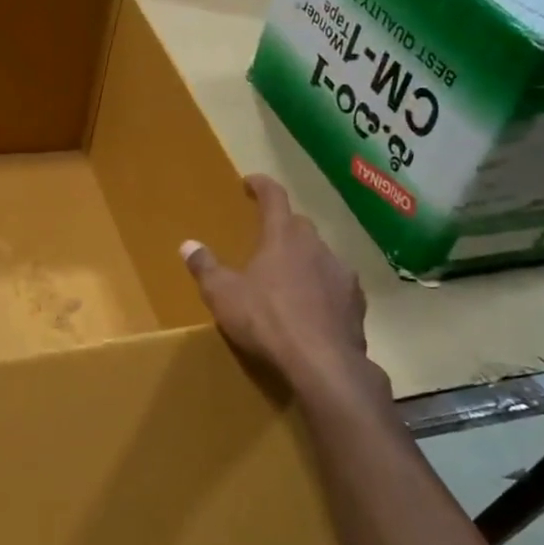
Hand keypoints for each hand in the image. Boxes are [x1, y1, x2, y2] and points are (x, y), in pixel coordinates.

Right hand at [181, 174, 389, 410]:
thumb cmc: (266, 320)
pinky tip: (311, 306)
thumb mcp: (222, 294)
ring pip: (320, 255)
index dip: (262, 186)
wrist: (322, 363)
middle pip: (299, 226)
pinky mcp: (355, 303)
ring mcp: (341, 274)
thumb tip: (188, 245)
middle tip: (265, 237)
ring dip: (303, 259)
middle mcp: (316, 247)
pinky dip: (321, 287)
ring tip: (286, 277)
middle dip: (282, 226)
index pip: (274, 198)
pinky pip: (334, 284)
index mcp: (282, 237)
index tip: (251, 181)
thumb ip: (205, 267)